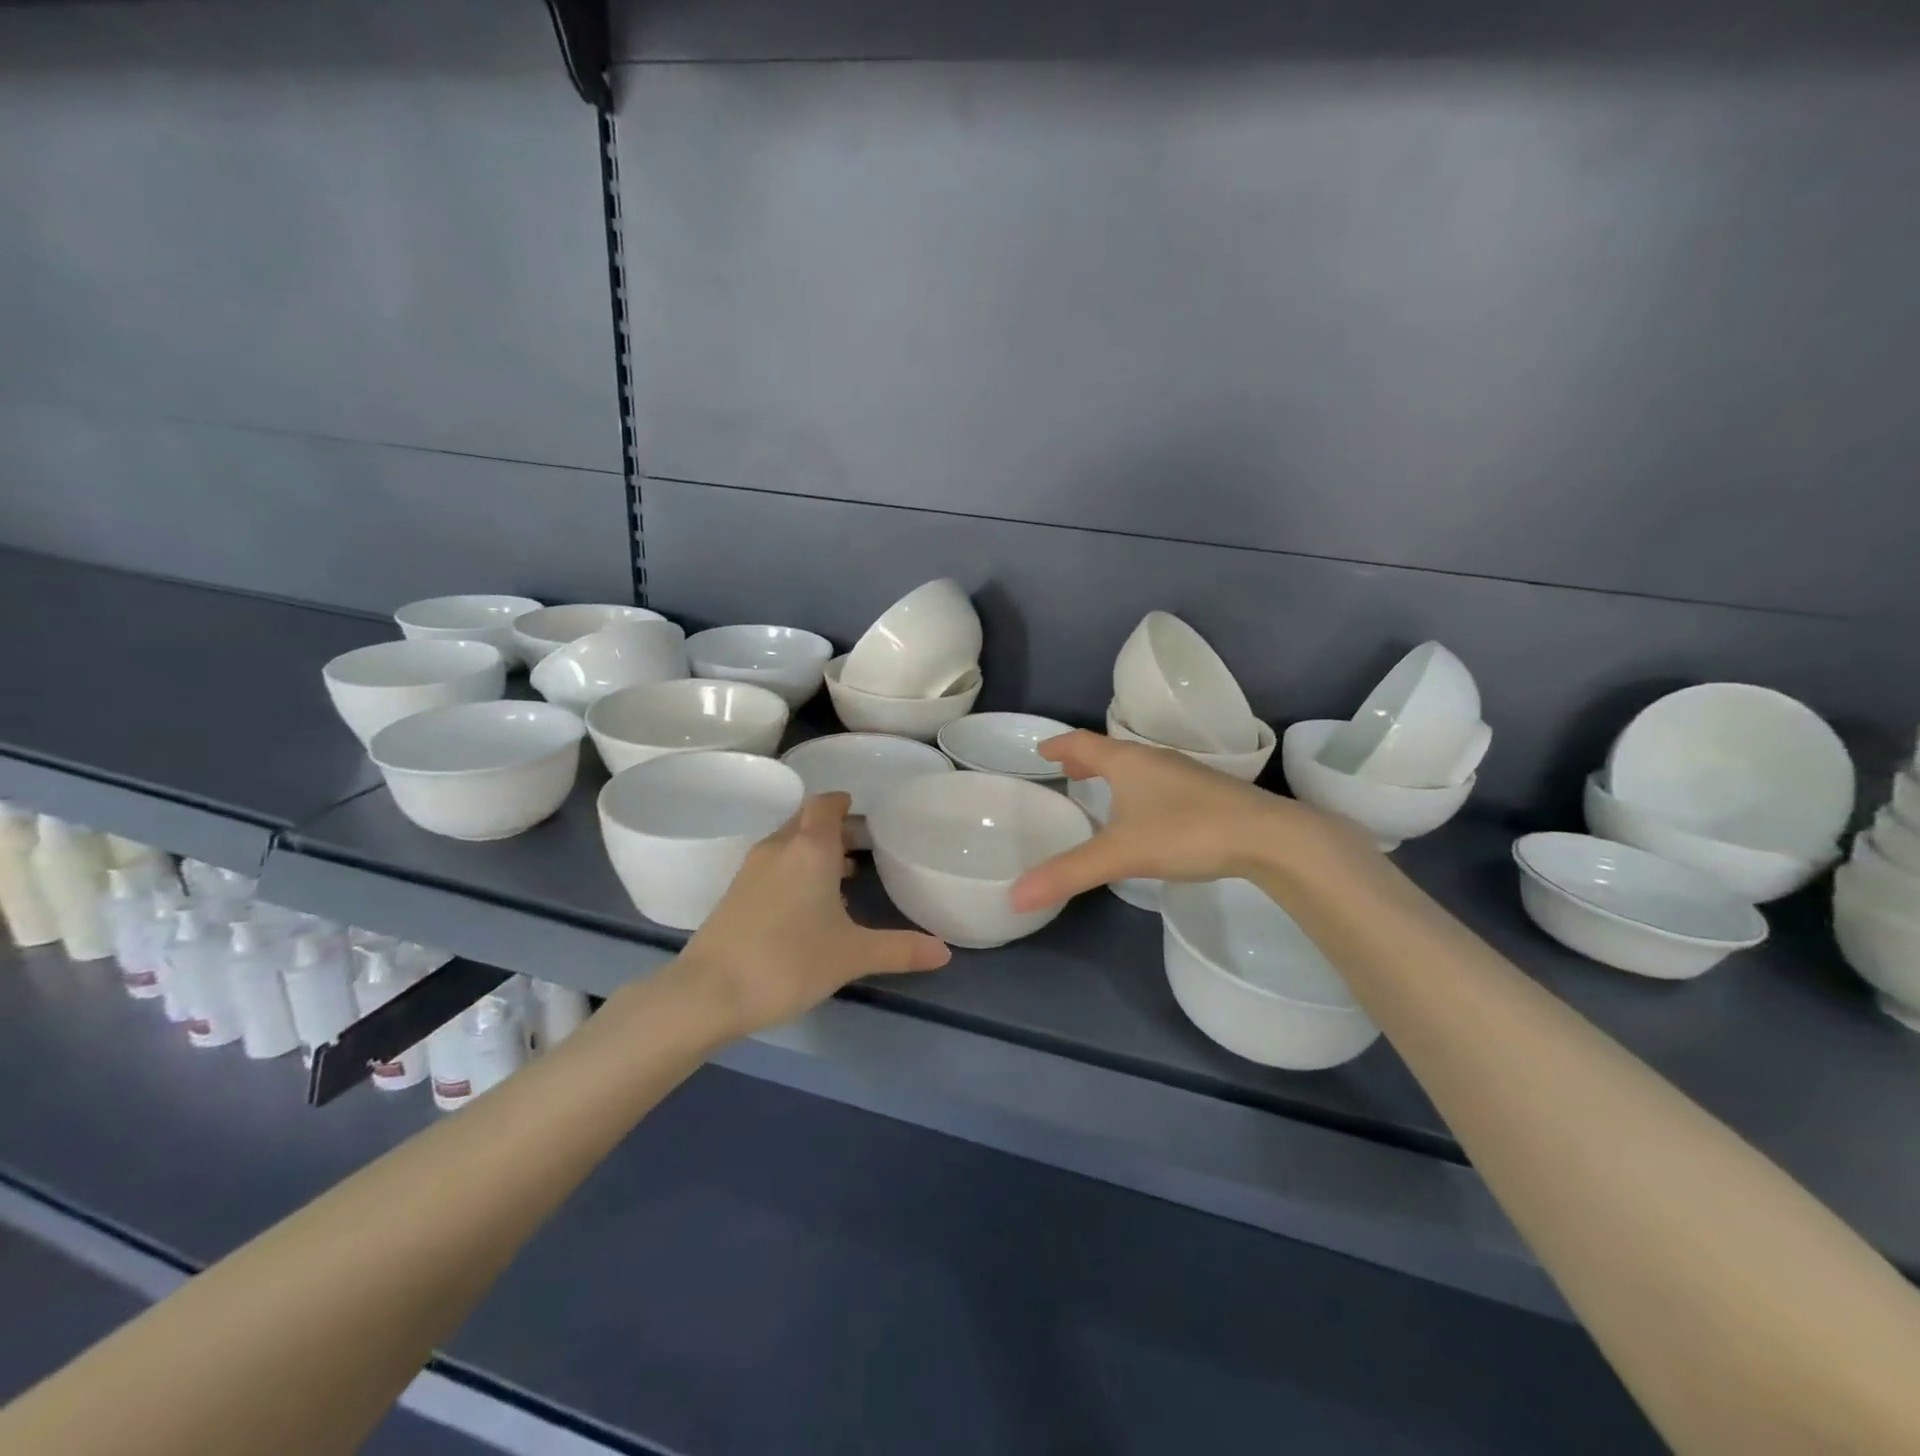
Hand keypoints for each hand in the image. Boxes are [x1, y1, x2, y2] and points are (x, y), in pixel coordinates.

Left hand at [676, 793, 949, 1036]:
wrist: (707, 993)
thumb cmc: (788, 961)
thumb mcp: (852, 955)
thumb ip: (900, 949)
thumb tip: (944, 952)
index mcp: (810, 848)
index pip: (827, 804)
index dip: (846, 804)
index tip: (869, 818)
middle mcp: (779, 847)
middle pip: (809, 821)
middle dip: (837, 829)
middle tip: (867, 849)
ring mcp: (751, 870)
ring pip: (789, 844)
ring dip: (815, 852)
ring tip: (845, 879)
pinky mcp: (734, 893)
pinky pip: (773, 866)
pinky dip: (794, 871)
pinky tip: (809, 908)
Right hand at [1009, 731, 1375, 911]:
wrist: (1268, 837)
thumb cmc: (1185, 832)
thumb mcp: (1120, 855)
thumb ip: (1068, 873)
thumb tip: (1015, 895)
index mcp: (1128, 762)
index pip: (1083, 743)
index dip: (1060, 746)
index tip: (1041, 749)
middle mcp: (1155, 759)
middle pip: (1111, 751)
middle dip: (1086, 759)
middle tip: (1066, 770)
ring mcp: (1186, 774)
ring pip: (1140, 766)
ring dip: (1115, 774)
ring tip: (1102, 790)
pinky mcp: (1209, 792)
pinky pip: (1161, 782)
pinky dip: (1141, 789)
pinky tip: (1148, 814)